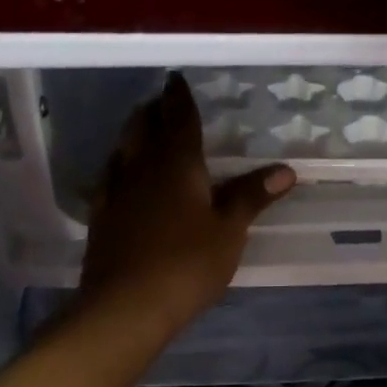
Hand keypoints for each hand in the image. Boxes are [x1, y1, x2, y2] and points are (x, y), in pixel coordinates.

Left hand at [79, 74, 295, 336]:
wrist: (125, 306)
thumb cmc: (187, 264)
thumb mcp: (229, 231)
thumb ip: (251, 196)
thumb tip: (285, 169)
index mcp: (177, 165)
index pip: (179, 120)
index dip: (179, 99)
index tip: (176, 80)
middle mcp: (142, 169)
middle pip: (143, 129)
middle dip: (153, 111)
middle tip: (161, 102)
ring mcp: (116, 193)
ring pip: (122, 150)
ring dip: (133, 135)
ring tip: (141, 130)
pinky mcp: (100, 219)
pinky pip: (109, 179)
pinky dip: (118, 167)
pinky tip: (120, 177)